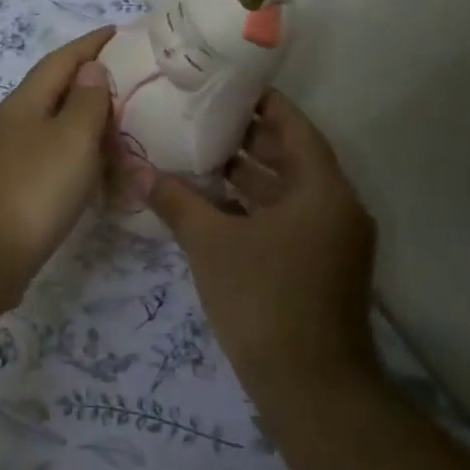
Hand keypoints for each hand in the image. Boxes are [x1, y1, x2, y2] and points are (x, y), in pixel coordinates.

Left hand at [0, 26, 114, 282]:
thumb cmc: (33, 189)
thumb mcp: (71, 138)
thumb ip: (85, 101)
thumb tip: (91, 69)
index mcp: (26, 102)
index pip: (62, 59)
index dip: (92, 44)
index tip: (120, 31)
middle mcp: (14, 123)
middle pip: (56, 91)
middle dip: (92, 82)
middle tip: (133, 82)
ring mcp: (11, 157)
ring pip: (56, 127)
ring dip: (87, 122)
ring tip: (124, 124)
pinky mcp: (15, 189)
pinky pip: (55, 159)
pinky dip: (80, 156)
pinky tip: (98, 170)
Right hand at [147, 90, 376, 377]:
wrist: (309, 386)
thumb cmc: (264, 300)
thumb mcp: (212, 244)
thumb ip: (175, 202)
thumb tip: (135, 170)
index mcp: (322, 190)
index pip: (294, 127)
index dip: (262, 102)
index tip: (225, 83)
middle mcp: (334, 208)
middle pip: (290, 157)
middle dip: (246, 138)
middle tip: (198, 116)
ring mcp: (329, 241)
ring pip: (285, 192)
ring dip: (246, 176)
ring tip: (195, 153)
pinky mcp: (317, 266)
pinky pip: (284, 220)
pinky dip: (252, 208)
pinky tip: (211, 204)